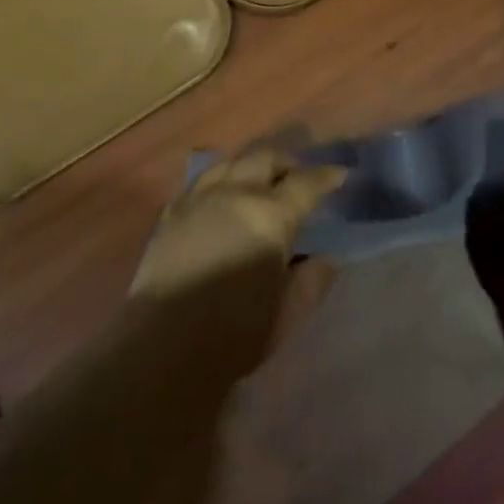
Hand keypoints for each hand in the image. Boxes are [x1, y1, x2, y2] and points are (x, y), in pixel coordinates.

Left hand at [130, 150, 344, 378]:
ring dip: (252, 165)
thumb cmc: (235, 333)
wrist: (163, 344)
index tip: (339, 175)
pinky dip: (221, 178)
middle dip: (287, 162)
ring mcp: (199, 197)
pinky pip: (202, 179)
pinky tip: (222, 193)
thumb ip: (312, 281)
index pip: (306, 184)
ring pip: (231, 162)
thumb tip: (325, 258)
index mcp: (270, 216)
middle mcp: (236, 193)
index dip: (326, 176)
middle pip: (265, 159)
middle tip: (298, 176)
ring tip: (260, 179)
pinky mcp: (172, 210)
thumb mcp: (288, 314)